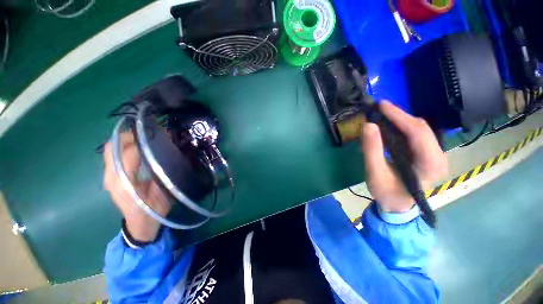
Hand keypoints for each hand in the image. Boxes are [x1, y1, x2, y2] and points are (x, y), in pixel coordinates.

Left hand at [103, 132, 170, 241]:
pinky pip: (113, 156)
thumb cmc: (154, 209)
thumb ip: (163, 172)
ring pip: (110, 150)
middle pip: (113, 147)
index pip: (128, 153)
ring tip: (143, 136)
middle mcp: (111, 177)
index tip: (157, 132)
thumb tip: (168, 152)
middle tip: (148, 132)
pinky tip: (137, 147)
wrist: (140, 224)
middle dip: (129, 135)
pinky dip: (122, 147)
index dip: (141, 141)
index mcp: (125, 182)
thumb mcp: (163, 191)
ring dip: (125, 140)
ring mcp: (108, 177)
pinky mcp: (110, 178)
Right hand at [361, 101, 447, 212]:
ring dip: (400, 120)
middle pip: (421, 128)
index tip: (381, 106)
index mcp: (430, 165)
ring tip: (381, 115)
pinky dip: (401, 127)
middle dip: (399, 116)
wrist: (398, 205)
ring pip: (419, 129)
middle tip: (378, 109)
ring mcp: (434, 154)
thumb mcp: (375, 174)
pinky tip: (388, 125)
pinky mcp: (426, 153)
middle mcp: (439, 157)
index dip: (399, 116)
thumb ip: (372, 150)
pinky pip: (415, 135)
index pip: (418, 133)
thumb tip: (368, 125)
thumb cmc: (387, 193)